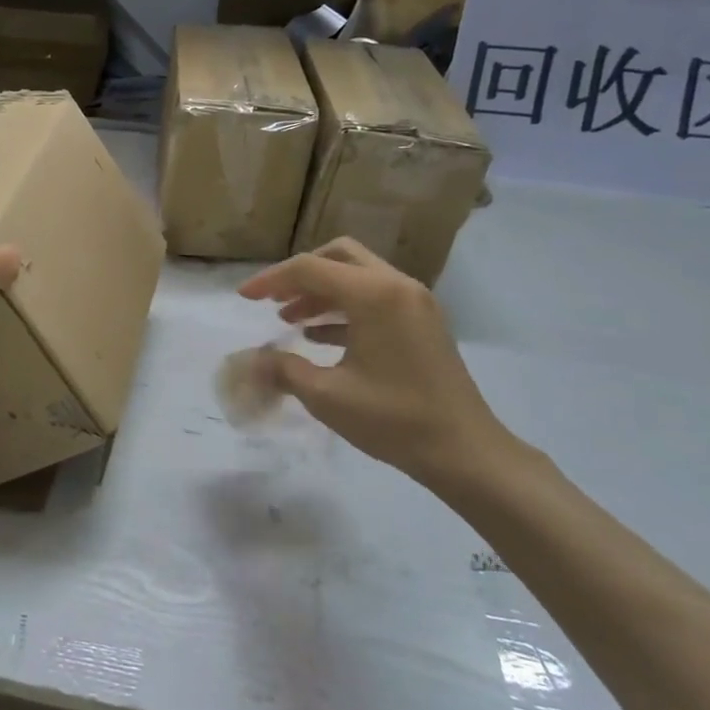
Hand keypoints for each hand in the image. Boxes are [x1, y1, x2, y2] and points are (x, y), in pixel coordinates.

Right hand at [239, 238, 531, 493]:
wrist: (465, 452)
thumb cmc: (394, 420)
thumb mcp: (327, 396)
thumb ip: (283, 369)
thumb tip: (249, 361)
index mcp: (374, 295)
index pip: (310, 269)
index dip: (270, 280)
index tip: (243, 298)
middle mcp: (397, 286)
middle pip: (338, 257)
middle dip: (299, 275)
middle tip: (272, 300)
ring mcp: (415, 302)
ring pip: (357, 276)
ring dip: (321, 292)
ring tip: (289, 319)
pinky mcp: (423, 322)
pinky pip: (375, 298)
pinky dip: (344, 307)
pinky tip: (319, 337)